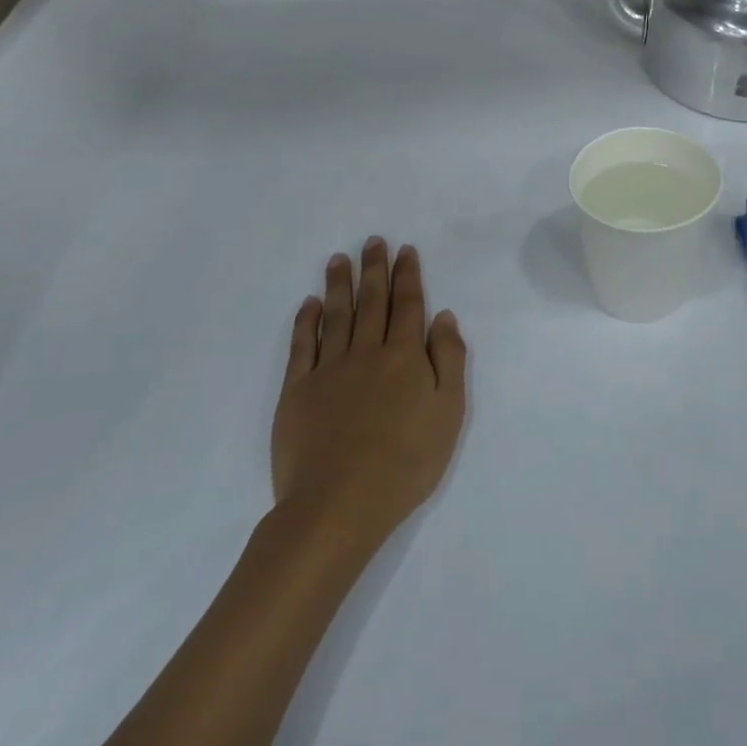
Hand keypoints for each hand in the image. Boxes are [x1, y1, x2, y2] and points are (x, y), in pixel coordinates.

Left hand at [271, 238, 466, 545]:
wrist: (340, 503)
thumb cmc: (407, 462)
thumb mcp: (449, 412)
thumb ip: (449, 360)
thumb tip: (443, 317)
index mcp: (406, 357)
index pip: (408, 305)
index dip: (407, 276)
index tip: (404, 250)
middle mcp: (367, 352)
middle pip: (372, 302)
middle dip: (374, 269)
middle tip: (373, 241)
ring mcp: (329, 370)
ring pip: (337, 315)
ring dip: (339, 284)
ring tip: (338, 259)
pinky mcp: (297, 391)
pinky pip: (302, 346)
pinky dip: (306, 321)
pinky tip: (310, 304)